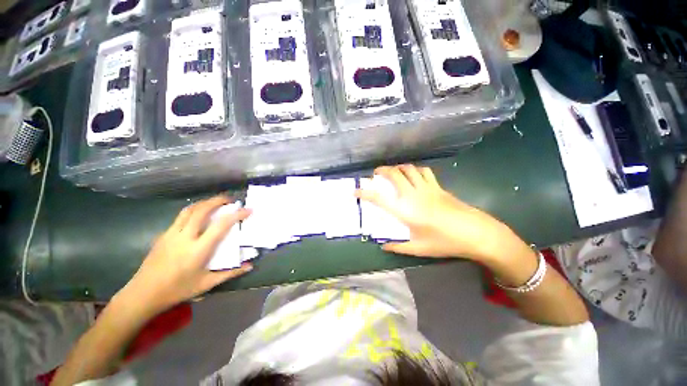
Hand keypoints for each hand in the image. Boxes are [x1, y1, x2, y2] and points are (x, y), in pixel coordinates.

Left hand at [120, 196, 252, 314]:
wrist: (143, 294)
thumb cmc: (177, 290)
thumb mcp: (207, 284)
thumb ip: (230, 273)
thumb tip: (249, 266)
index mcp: (198, 250)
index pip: (221, 225)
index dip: (237, 214)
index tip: (248, 209)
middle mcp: (184, 237)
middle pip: (202, 210)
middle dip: (218, 200)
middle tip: (231, 199)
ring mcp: (171, 234)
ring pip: (189, 210)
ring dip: (205, 202)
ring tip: (216, 202)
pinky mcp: (163, 235)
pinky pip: (181, 216)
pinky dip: (193, 210)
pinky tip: (199, 215)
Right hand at [356, 164, 527, 261]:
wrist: (477, 233)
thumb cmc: (446, 242)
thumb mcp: (419, 248)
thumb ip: (399, 247)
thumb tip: (384, 247)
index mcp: (406, 210)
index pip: (379, 198)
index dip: (365, 193)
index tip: (355, 191)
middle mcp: (413, 195)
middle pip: (394, 174)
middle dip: (381, 171)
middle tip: (375, 174)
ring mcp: (427, 188)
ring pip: (409, 168)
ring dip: (398, 168)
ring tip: (393, 173)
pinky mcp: (438, 187)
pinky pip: (424, 172)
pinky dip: (415, 170)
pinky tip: (413, 175)